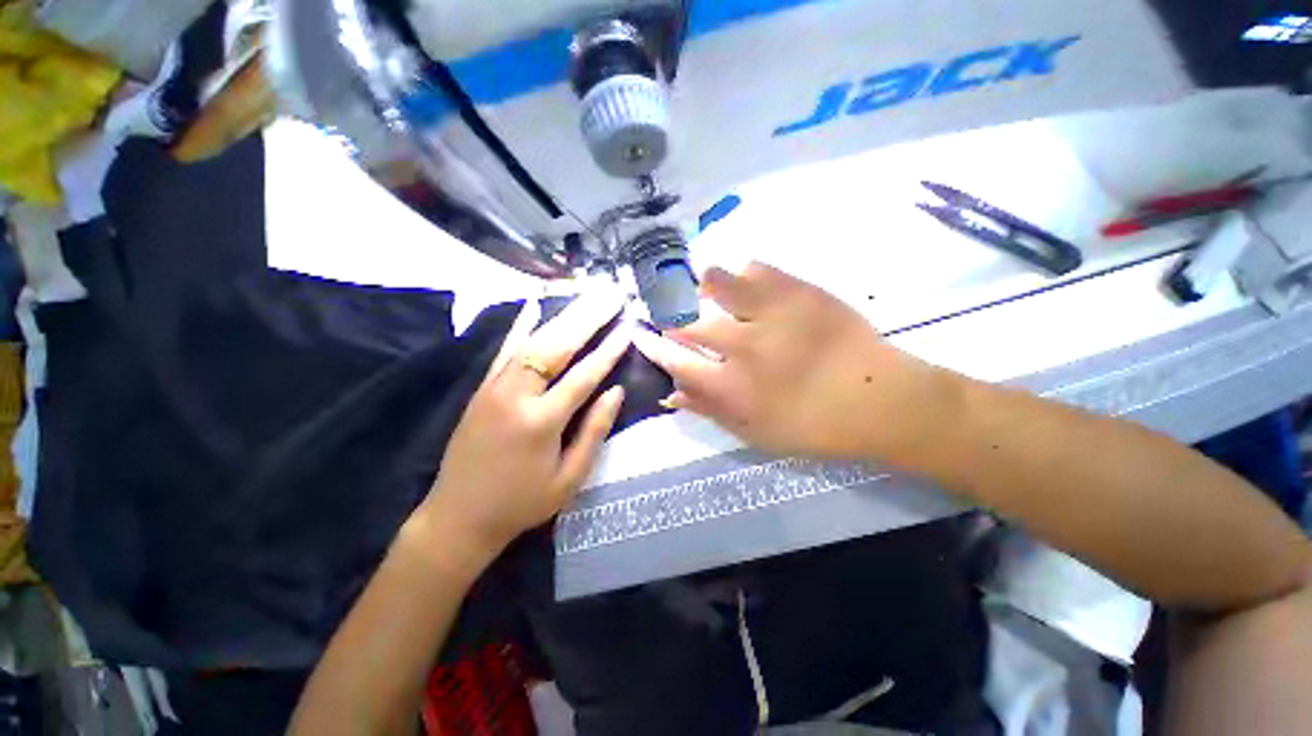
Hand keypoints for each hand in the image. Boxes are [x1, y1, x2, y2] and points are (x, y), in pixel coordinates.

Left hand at [420, 290, 631, 564]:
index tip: (628, 327)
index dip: (608, 351)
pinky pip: (505, 350)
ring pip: (531, 341)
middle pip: (555, 346)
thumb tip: (616, 391)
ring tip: (586, 296)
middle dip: (587, 318)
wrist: (458, 517)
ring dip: (562, 316)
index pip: (583, 376)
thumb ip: (594, 431)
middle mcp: (515, 396)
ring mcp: (494, 387)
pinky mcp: (482, 388)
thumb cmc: (522, 503)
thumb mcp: (569, 478)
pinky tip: (534, 306)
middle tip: (610, 295)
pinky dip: (521, 327)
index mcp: (541, 422)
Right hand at [632, 263, 950, 463]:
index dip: (653, 347)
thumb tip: (671, 394)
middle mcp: (745, 347)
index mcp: (733, 387)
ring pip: (718, 285)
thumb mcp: (756, 433)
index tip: (641, 335)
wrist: (881, 400)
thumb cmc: (814, 426)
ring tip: (708, 293)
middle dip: (673, 321)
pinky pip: (757, 269)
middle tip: (674, 320)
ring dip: (705, 289)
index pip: (676, 361)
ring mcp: (772, 314)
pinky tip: (747, 286)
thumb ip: (710, 411)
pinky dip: (745, 275)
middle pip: (689, 325)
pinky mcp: (800, 292)